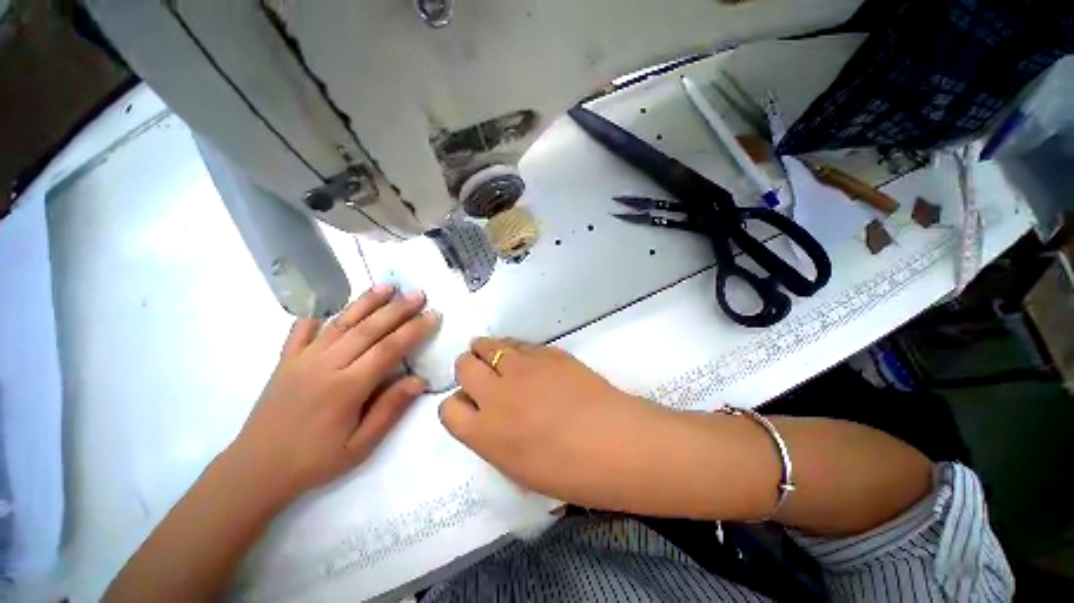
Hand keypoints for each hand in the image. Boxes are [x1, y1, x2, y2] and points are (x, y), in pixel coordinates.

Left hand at [227, 284, 438, 505]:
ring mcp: (302, 360)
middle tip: (418, 293)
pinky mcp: (285, 361)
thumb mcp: (360, 446)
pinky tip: (328, 307)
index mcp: (347, 387)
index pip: (389, 349)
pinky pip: (301, 331)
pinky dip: (316, 316)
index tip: (433, 314)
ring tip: (387, 286)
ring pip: (340, 323)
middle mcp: (325, 365)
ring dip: (365, 302)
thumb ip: (390, 409)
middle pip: (368, 329)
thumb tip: (419, 380)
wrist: (256, 470)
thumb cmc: (314, 461)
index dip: (414, 330)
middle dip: (397, 309)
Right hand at [439, 338, 679, 510]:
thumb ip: (495, 439)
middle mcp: (495, 395)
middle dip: (468, 369)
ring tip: (496, 356)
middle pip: (463, 366)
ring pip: (487, 345)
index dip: (459, 404)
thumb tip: (491, 416)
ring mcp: (521, 368)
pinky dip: (515, 349)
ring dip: (486, 349)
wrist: (613, 442)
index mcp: (485, 434)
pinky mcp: (545, 352)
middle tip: (483, 373)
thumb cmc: (570, 472)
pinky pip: (518, 343)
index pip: (448, 409)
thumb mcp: (518, 468)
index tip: (471, 403)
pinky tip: (527, 358)